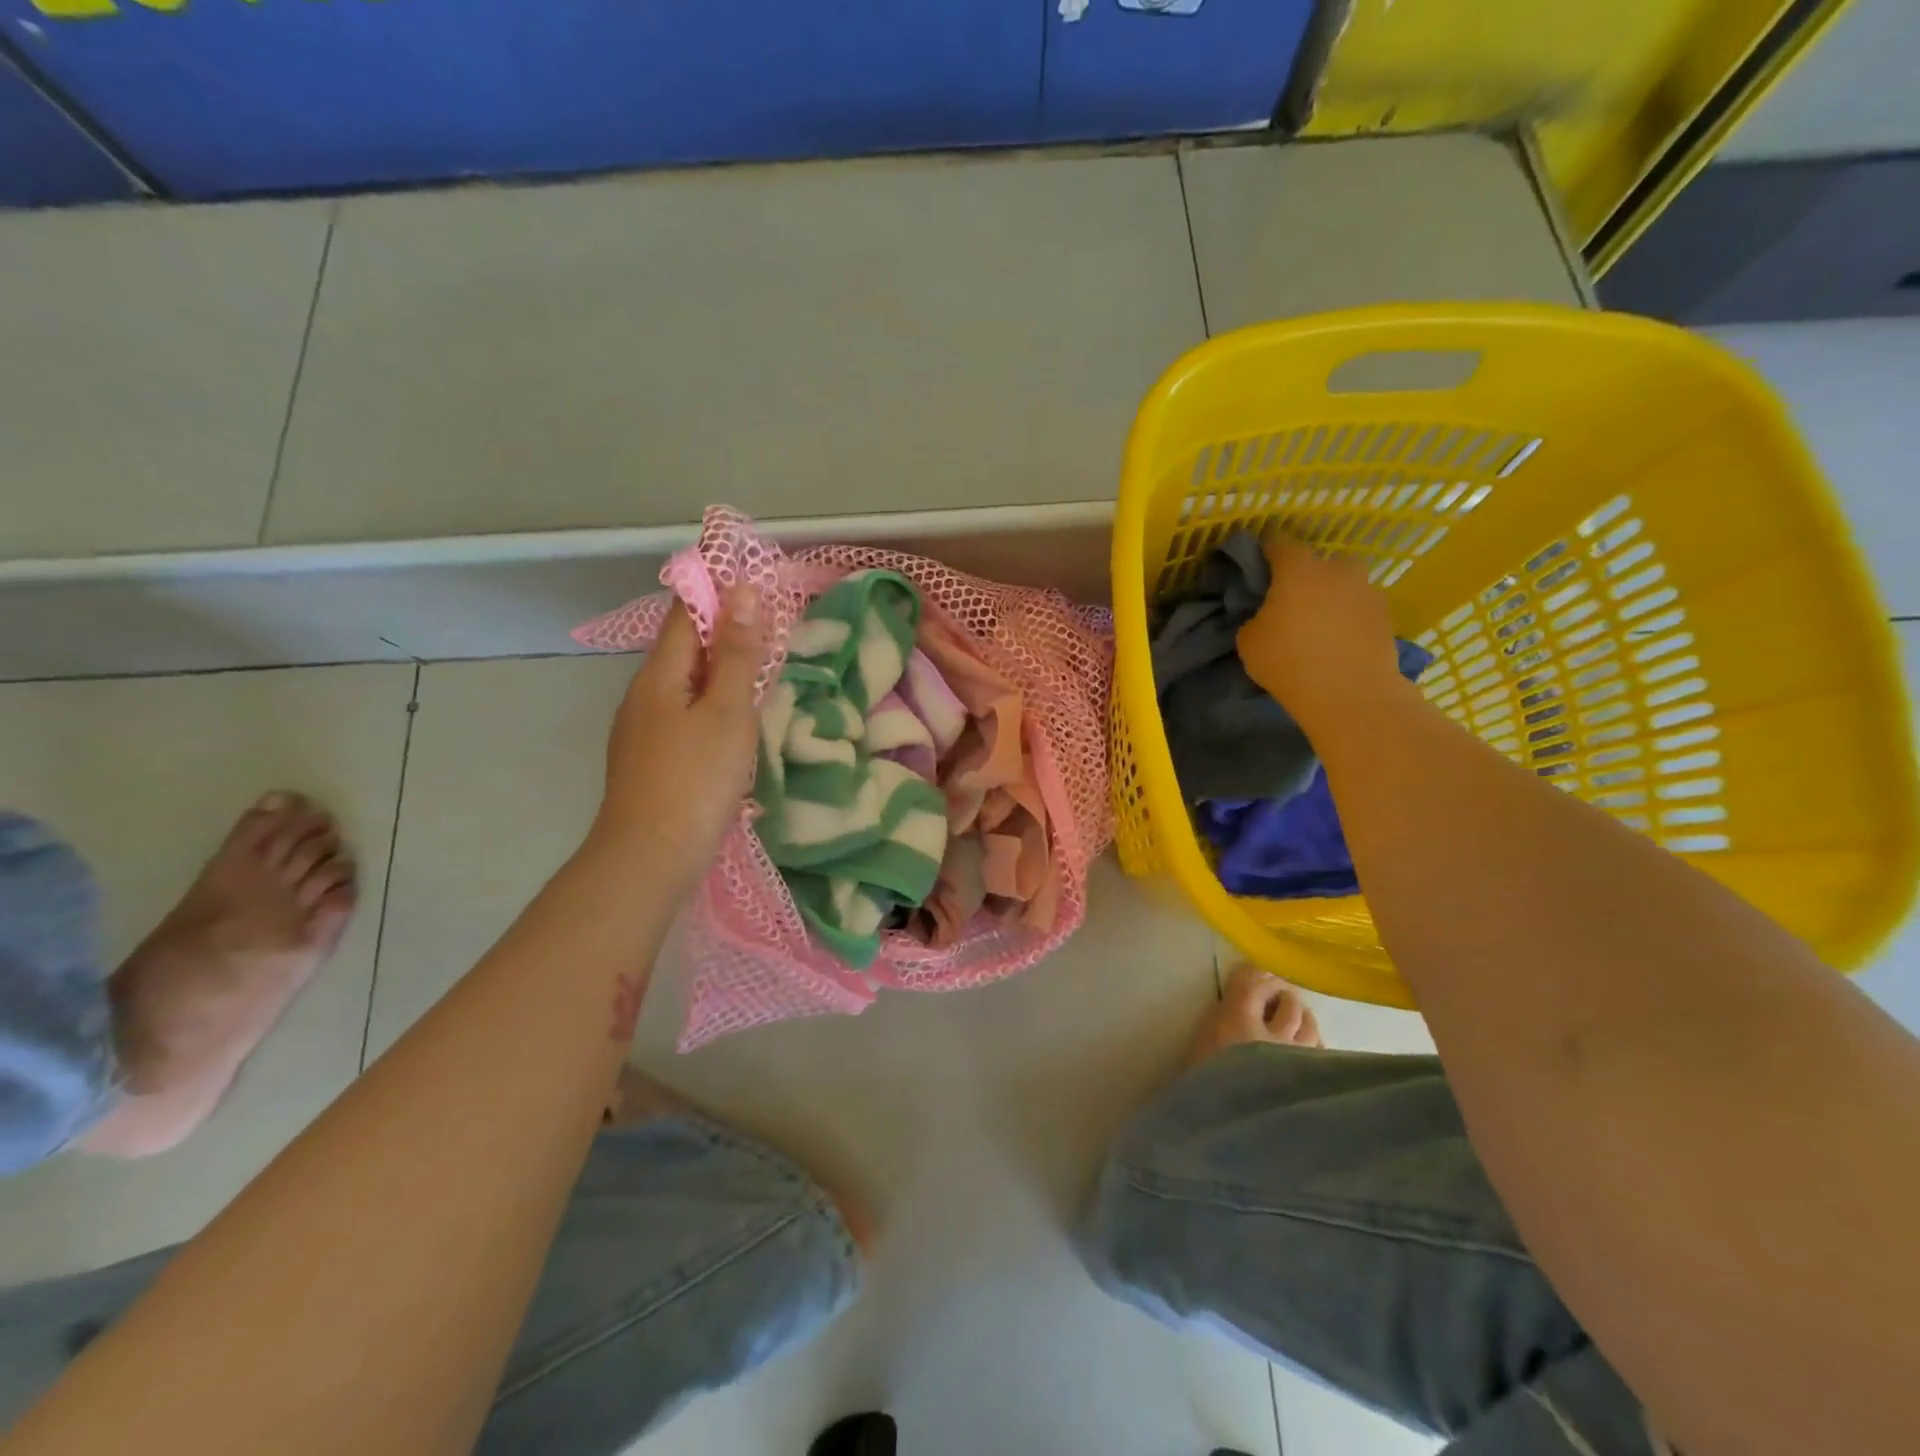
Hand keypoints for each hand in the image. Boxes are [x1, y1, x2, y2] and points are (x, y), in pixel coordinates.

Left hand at [594, 587, 762, 898]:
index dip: (719, 591)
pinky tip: (734, 723)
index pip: (686, 613)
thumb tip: (743, 592)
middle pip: (685, 647)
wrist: (650, 858)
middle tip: (774, 630)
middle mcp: (643, 693)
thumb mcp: (728, 712)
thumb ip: (739, 654)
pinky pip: (684, 713)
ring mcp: (642, 729)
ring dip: (722, 671)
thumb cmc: (696, 779)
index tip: (758, 582)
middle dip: (726, 632)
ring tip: (762, 673)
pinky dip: (712, 704)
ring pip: (686, 684)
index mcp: (660, 674)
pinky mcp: (650, 758)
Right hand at [1234, 533, 1400, 730]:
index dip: (1265, 555)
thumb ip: (1256, 617)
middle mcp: (1337, 569)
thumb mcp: (1248, 640)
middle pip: (1316, 564)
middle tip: (1289, 605)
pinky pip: (1358, 608)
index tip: (1257, 573)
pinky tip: (1338, 643)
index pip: (1279, 545)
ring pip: (1341, 586)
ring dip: (1329, 598)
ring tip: (1317, 628)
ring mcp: (1367, 590)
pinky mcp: (1386, 615)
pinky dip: (1348, 618)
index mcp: (1299, 568)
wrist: (1350, 694)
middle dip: (1303, 578)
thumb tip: (1268, 615)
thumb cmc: (1288, 661)